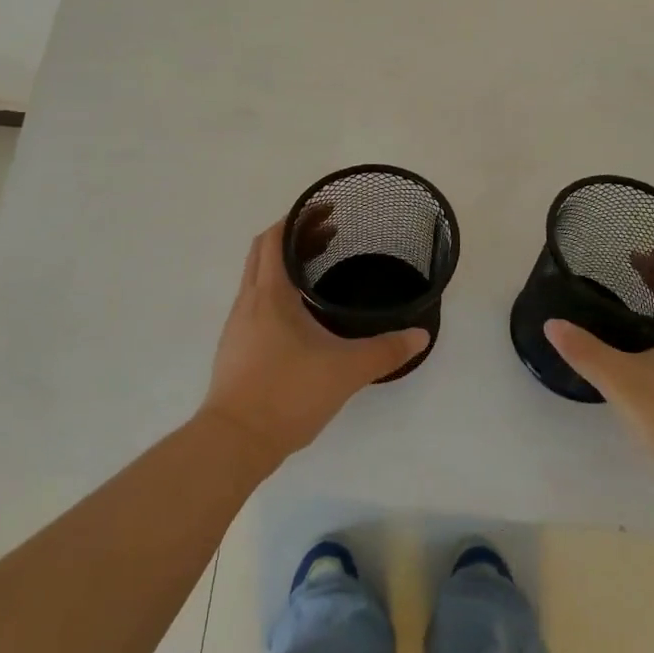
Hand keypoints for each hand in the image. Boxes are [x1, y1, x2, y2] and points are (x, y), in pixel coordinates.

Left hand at [200, 213, 428, 466]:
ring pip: (257, 277)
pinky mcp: (235, 347)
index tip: (326, 210)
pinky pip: (255, 302)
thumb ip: (385, 350)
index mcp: (270, 293)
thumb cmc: (287, 393)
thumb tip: (420, 335)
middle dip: (293, 236)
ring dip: (283, 264)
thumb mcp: (345, 370)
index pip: (275, 237)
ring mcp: (237, 325)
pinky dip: (276, 290)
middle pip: (264, 251)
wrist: (233, 442)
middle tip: (329, 234)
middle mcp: (249, 300)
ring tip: (317, 268)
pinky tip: (299, 314)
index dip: (298, 218)